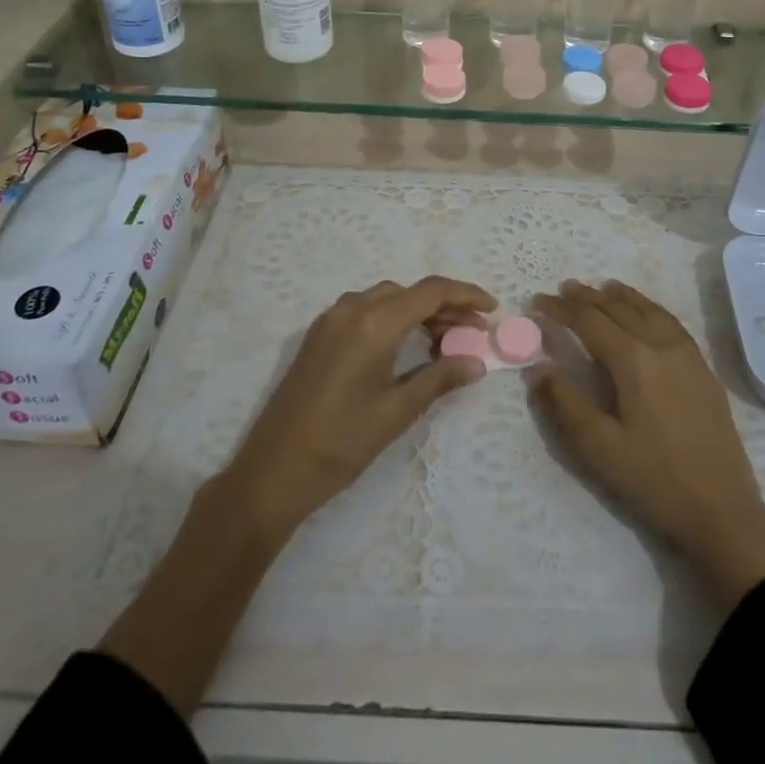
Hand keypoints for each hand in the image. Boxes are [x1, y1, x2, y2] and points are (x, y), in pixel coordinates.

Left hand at [218, 276, 494, 537]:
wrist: (273, 471)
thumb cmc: (341, 442)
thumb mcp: (397, 411)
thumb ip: (439, 378)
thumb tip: (477, 363)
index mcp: (374, 322)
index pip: (430, 291)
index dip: (465, 295)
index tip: (491, 309)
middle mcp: (351, 309)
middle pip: (408, 292)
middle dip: (444, 305)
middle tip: (472, 331)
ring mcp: (330, 320)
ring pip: (386, 298)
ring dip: (417, 310)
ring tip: (443, 339)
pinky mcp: (318, 336)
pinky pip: (364, 310)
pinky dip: (392, 317)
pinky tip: (405, 345)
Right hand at [530, 279, 764, 605]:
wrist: (723, 511)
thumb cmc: (655, 480)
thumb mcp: (599, 448)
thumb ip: (565, 403)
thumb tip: (539, 368)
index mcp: (633, 360)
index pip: (589, 321)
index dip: (560, 309)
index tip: (537, 302)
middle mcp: (661, 345)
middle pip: (618, 308)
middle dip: (587, 297)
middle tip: (563, 289)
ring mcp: (687, 354)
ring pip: (648, 310)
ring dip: (620, 296)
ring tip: (601, 287)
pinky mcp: (703, 368)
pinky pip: (670, 321)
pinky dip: (648, 307)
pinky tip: (645, 313)